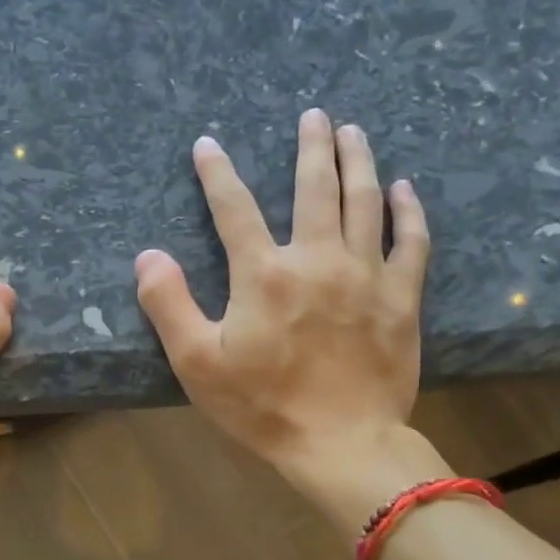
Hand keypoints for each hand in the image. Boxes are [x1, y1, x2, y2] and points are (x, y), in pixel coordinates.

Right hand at [134, 108, 450, 529]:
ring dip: (358, 161)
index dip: (217, 172)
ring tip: (354, 132)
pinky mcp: (402, 298)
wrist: (342, 444)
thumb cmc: (264, 407)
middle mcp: (318, 259)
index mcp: (265, 274)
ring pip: (365, 202)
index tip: (207, 145)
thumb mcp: (199, 364)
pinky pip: (411, 242)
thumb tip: (148, 256)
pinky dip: (409, 211)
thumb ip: (169, 305)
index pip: (235, 208)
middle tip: (314, 115)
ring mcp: (367, 275)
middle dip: (312, 146)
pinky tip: (405, 189)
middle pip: (315, 187)